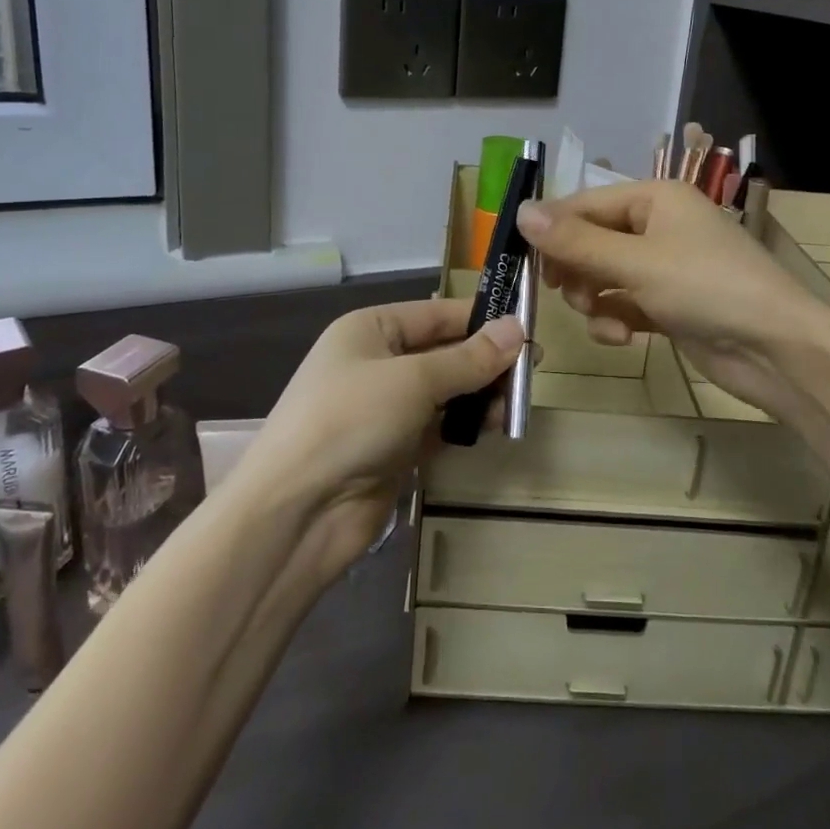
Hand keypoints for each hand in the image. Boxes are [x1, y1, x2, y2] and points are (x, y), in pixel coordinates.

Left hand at [229, 300, 523, 579]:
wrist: (294, 514)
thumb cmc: (349, 421)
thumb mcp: (413, 381)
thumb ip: (469, 359)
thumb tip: (518, 330)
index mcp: (371, 329)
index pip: (437, 314)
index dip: (482, 318)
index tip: (528, 327)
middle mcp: (377, 363)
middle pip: (443, 352)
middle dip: (486, 359)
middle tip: (535, 368)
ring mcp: (384, 409)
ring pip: (445, 391)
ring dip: (480, 394)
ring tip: (521, 400)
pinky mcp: (394, 449)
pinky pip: (439, 426)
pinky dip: (466, 424)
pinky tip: (497, 425)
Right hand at [517, 181, 829, 421]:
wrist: (776, 349)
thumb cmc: (706, 288)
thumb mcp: (635, 262)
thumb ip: (575, 241)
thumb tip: (521, 211)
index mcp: (654, 199)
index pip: (584, 204)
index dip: (552, 231)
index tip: (521, 261)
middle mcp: (658, 226)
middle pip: (591, 242)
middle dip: (576, 271)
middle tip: (568, 295)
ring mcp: (665, 267)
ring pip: (603, 276)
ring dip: (595, 300)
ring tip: (605, 319)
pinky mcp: (669, 304)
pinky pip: (624, 303)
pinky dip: (617, 318)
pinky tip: (623, 337)